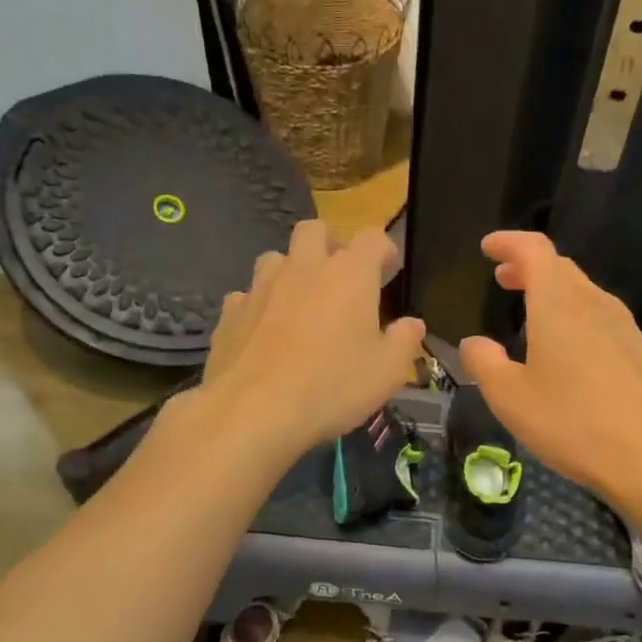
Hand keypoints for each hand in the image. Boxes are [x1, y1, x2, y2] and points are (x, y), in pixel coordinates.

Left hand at [199, 221, 425, 457]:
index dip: (383, 250)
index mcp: (349, 274)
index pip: (372, 238)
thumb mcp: (386, 372)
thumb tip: (412, 325)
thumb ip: (403, 342)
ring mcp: (261, 287)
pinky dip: (259, 306)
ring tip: (299, 304)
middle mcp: (303, 267)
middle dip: (330, 245)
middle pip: (315, 231)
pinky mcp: (230, 312)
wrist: (254, 410)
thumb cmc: (332, 386)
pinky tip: (263, 333)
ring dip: (290, 272)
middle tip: (340, 278)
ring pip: (276, 259)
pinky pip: (247, 296)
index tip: (388, 270)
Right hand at [458, 232, 641, 503]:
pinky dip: (574, 314)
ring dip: (553, 291)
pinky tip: (567, 346)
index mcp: (559, 304)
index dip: (509, 243)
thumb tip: (473, 343)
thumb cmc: (571, 423)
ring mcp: (623, 327)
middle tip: (503, 278)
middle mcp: (594, 304)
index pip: (534, 250)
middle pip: (561, 268)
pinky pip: (599, 317)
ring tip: (530, 309)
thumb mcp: (509, 397)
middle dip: (529, 266)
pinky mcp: (638, 352)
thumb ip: (484, 363)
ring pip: (583, 292)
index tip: (488, 247)